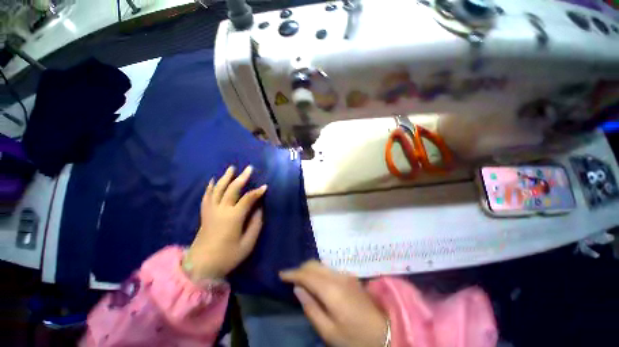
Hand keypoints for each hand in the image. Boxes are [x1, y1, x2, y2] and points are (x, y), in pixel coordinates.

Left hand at [185, 165, 266, 280]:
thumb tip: (259, 209)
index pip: (248, 199)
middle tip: (249, 168)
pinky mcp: (205, 214)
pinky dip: (210, 187)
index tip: (265, 186)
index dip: (257, 192)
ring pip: (218, 189)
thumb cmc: (227, 256)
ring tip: (231, 169)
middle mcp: (221, 210)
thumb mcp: (247, 243)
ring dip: (225, 178)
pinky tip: (213, 181)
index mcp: (233, 217)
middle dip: (242, 178)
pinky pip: (207, 197)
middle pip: (232, 189)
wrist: (200, 266)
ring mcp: (211, 211)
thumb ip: (255, 224)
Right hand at [280, 261, 387, 346]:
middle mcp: (337, 276)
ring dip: (309, 269)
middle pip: (314, 265)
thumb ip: (311, 308)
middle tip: (290, 278)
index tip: (281, 274)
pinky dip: (318, 271)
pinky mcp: (350, 277)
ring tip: (301, 280)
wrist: (384, 332)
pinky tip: (316, 282)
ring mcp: (345, 275)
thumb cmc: (355, 337)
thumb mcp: (329, 331)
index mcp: (331, 290)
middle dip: (300, 269)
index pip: (307, 275)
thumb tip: (298, 289)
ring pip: (321, 265)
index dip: (292, 273)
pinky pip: (328, 269)